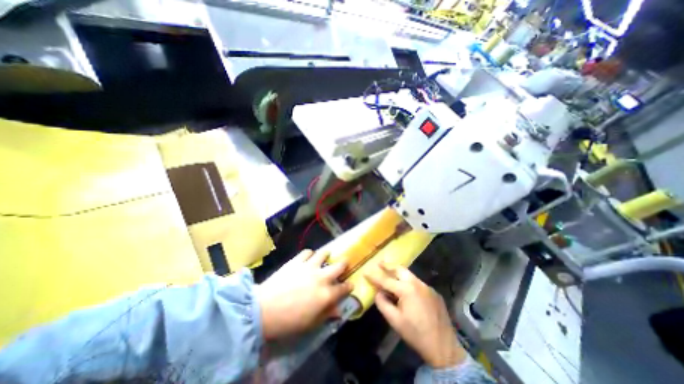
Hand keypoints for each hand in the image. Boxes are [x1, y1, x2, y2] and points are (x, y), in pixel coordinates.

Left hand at [255, 250, 351, 340]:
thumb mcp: (310, 324)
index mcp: (326, 294)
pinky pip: (307, 252)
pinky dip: (309, 253)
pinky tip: (308, 257)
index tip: (350, 284)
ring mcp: (309, 266)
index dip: (348, 286)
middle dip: (344, 264)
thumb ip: (326, 314)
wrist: (263, 309)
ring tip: (326, 255)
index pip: (343, 288)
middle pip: (338, 266)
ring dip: (326, 254)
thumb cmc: (288, 321)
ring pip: (323, 254)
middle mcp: (321, 277)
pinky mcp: (297, 261)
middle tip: (344, 263)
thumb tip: (338, 311)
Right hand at [366, 262, 466, 366]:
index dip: (374, 276)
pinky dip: (408, 282)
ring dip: (398, 273)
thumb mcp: (395, 321)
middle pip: (399, 269)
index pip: (386, 280)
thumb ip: (383, 303)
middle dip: (388, 265)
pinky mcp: (433, 292)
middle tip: (380, 264)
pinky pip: (417, 282)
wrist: (444, 347)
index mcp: (406, 290)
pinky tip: (406, 289)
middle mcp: (417, 283)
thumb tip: (377, 292)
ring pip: (409, 274)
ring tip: (390, 273)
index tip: (365, 272)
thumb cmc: (416, 334)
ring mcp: (427, 286)